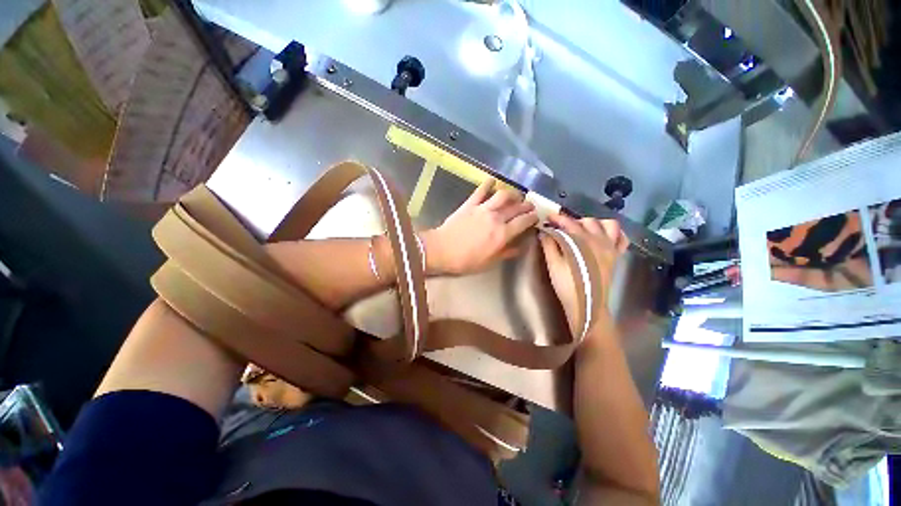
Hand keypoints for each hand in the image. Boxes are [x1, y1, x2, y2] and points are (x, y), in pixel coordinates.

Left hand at [424, 180, 537, 274]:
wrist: (442, 250)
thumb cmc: (466, 260)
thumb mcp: (489, 262)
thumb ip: (506, 253)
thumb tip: (520, 247)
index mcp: (502, 234)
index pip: (523, 222)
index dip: (532, 218)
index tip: (536, 216)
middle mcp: (496, 218)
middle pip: (516, 207)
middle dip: (526, 205)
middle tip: (530, 205)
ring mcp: (482, 208)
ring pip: (502, 195)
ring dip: (512, 193)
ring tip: (516, 195)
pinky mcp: (470, 204)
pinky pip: (481, 190)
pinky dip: (488, 183)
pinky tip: (493, 180)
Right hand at [539, 214, 628, 335]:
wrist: (588, 305)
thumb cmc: (567, 285)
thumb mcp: (553, 265)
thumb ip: (549, 245)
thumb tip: (544, 231)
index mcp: (581, 242)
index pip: (568, 224)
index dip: (557, 219)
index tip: (548, 217)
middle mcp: (599, 240)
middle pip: (587, 221)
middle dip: (572, 220)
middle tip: (561, 226)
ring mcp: (610, 248)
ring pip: (608, 224)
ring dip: (594, 223)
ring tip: (582, 229)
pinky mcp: (616, 256)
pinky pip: (621, 238)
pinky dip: (614, 232)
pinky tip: (603, 235)